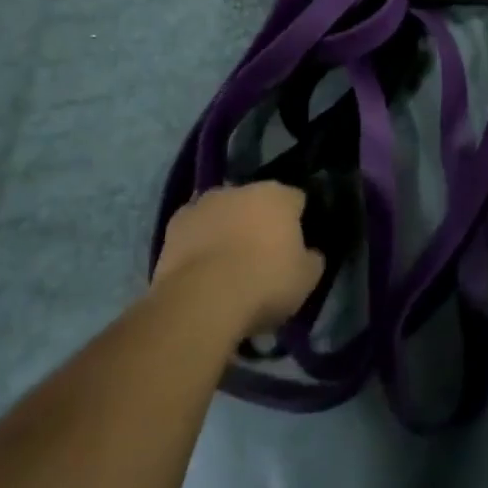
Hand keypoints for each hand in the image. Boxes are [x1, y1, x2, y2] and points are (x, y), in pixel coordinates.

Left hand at [153, 181, 324, 338]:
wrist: (202, 299)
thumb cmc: (264, 284)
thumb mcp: (306, 280)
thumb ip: (312, 259)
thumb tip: (310, 252)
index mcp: (278, 195)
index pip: (296, 200)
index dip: (298, 221)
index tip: (296, 246)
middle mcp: (241, 188)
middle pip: (256, 202)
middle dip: (259, 221)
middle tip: (261, 256)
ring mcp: (204, 202)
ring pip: (223, 212)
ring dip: (227, 228)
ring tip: (227, 264)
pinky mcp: (175, 223)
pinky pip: (195, 228)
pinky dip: (199, 241)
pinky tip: (200, 268)